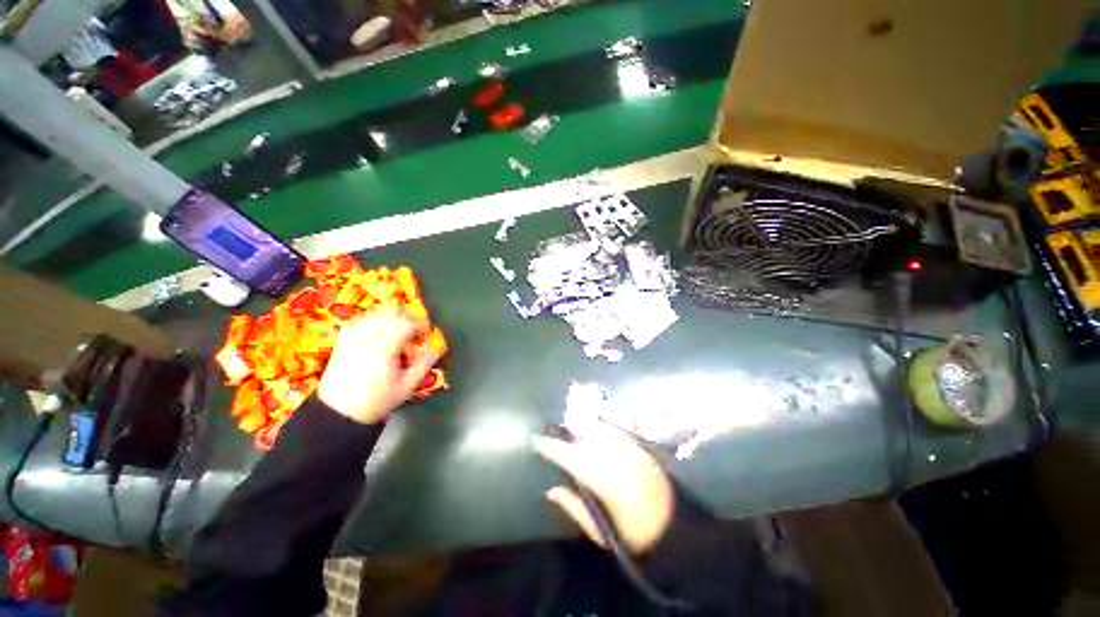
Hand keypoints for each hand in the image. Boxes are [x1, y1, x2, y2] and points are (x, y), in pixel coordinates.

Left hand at [318, 306, 439, 424]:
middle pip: (388, 312)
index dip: (418, 325)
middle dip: (404, 317)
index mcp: (384, 351)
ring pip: (372, 314)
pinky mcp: (341, 343)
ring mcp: (351, 340)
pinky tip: (376, 331)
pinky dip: (370, 321)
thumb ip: (423, 366)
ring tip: (395, 331)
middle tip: (411, 329)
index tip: (424, 334)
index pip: (404, 324)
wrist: (339, 414)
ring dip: (388, 318)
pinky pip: (356, 321)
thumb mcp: (407, 387)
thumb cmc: (376, 402)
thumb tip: (435, 350)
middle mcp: (366, 341)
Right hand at [534, 416, 674, 553]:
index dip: (554, 449)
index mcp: (605, 484)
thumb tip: (551, 490)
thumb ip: (574, 507)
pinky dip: (604, 427)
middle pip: (586, 439)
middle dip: (568, 433)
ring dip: (584, 426)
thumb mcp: (600, 531)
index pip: (572, 459)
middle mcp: (617, 462)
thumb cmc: (633, 536)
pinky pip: (617, 431)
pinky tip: (597, 424)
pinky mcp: (641, 449)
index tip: (539, 442)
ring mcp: (631, 452)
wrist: (675, 530)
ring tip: (573, 423)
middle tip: (556, 433)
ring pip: (600, 431)